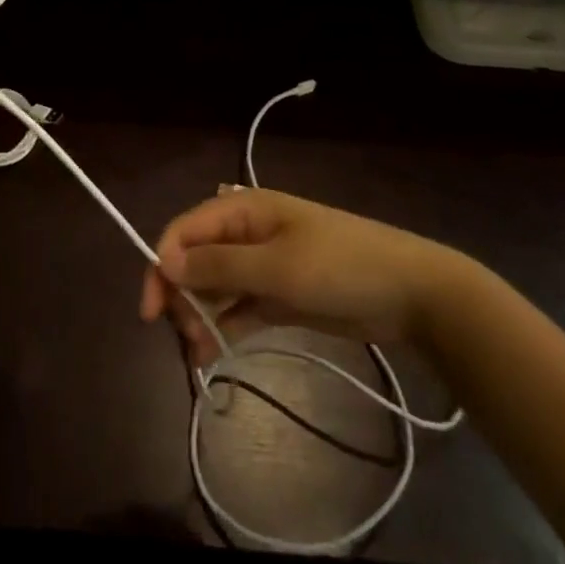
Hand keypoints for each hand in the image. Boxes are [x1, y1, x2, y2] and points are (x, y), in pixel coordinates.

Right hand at [138, 187, 462, 367]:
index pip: (186, 230)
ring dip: (201, 314)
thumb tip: (164, 261)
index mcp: (244, 209)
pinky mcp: (281, 294)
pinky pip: (240, 307)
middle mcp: (248, 232)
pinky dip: (224, 326)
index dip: (163, 263)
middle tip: (183, 334)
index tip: (152, 310)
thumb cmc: (340, 267)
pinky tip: (212, 353)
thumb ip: (219, 265)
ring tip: (198, 352)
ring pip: (216, 285)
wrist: (412, 294)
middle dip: (182, 293)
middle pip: (197, 258)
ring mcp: (265, 264)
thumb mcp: (277, 266)